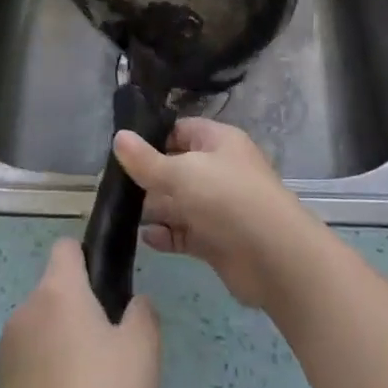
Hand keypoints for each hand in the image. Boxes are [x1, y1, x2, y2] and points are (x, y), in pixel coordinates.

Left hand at [0, 239, 159, 387]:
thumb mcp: (144, 349)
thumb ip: (141, 312)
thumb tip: (132, 304)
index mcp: (57, 291)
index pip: (65, 248)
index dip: (87, 260)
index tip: (108, 290)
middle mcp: (24, 311)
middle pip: (53, 292)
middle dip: (77, 309)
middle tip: (109, 348)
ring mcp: (6, 352)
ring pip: (40, 329)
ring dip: (59, 343)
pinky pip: (28, 364)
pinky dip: (45, 375)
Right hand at [113, 118, 326, 310]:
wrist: (274, 257)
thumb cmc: (227, 198)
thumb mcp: (181, 172)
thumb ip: (146, 160)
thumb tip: (118, 137)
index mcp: (218, 141)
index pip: (180, 130)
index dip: (153, 138)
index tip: (123, 151)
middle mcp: (219, 170)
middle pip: (177, 167)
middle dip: (149, 177)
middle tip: (114, 186)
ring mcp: (218, 206)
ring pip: (179, 202)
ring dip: (155, 208)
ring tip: (121, 213)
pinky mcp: (217, 240)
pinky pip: (185, 233)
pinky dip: (167, 235)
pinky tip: (146, 238)